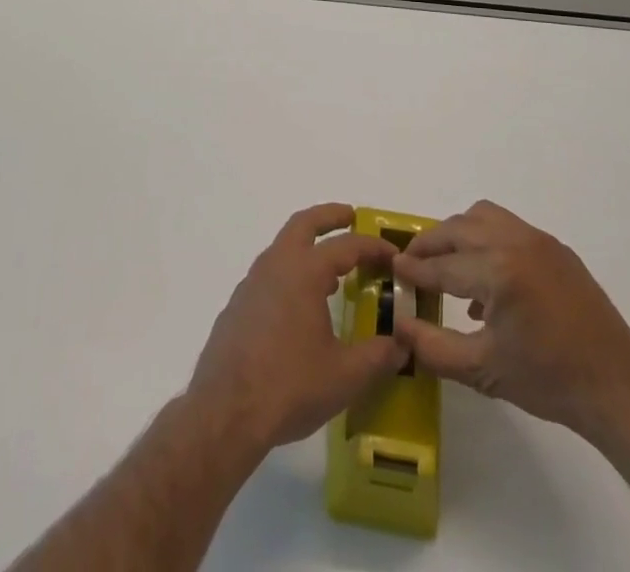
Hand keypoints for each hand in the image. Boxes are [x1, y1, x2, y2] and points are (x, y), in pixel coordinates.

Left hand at [185, 203, 407, 455]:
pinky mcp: (238, 305)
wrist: (225, 412)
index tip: (393, 254)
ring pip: (283, 247)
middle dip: (330, 216)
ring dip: (308, 247)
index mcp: (304, 271)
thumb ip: (379, 356)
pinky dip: (291, 273)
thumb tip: (404, 344)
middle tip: (351, 217)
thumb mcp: (346, 375)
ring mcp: (252, 283)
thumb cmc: (290, 385)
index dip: (373, 247)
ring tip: (333, 272)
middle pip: (304, 224)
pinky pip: (270, 274)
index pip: (346, 246)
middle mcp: (276, 265)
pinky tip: (301, 307)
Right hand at [392, 200, 629, 439]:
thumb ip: (433, 347)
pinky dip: (486, 239)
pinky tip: (486, 280)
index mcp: (498, 271)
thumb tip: (399, 324)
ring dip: (459, 233)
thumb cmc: (548, 381)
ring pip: (482, 216)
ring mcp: (538, 240)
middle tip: (412, 262)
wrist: (616, 387)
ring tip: (447, 262)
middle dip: (431, 243)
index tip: (393, 269)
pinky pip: (508, 228)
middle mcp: (515, 242)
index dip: (415, 269)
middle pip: (458, 229)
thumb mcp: (483, 370)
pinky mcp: (555, 246)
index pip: (443, 265)